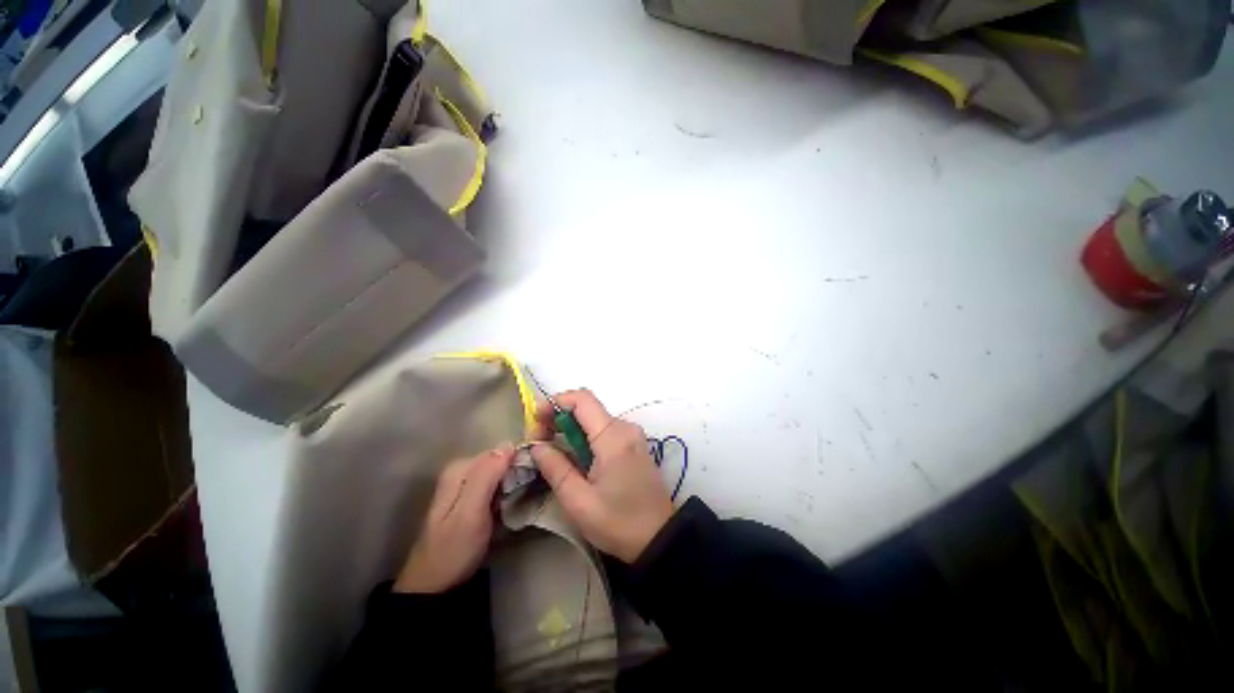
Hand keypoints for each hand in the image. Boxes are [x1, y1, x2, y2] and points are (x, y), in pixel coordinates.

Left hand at [394, 446, 514, 593]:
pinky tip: (514, 504)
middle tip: (528, 492)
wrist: (436, 585)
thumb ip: (486, 477)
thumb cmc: (453, 549)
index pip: (501, 451)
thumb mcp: (470, 513)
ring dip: (515, 483)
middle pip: (501, 460)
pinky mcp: (473, 498)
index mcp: (460, 469)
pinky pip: (498, 485)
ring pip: (501, 473)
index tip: (533, 478)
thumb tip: (508, 444)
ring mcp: (467, 485)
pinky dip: (508, 492)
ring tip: (524, 498)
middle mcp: (463, 471)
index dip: (519, 462)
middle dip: (517, 472)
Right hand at [531, 390, 674, 563]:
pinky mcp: (634, 443)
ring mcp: (632, 434)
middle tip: (539, 442)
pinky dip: (585, 436)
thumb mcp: (579, 502)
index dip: (555, 402)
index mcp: (613, 437)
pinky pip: (605, 429)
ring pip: (595, 418)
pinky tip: (573, 456)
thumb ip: (556, 468)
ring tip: (551, 451)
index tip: (535, 420)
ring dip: (571, 428)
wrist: (660, 537)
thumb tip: (537, 446)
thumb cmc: (619, 523)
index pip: (582, 399)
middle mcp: (625, 427)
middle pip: (587, 407)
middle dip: (559, 417)